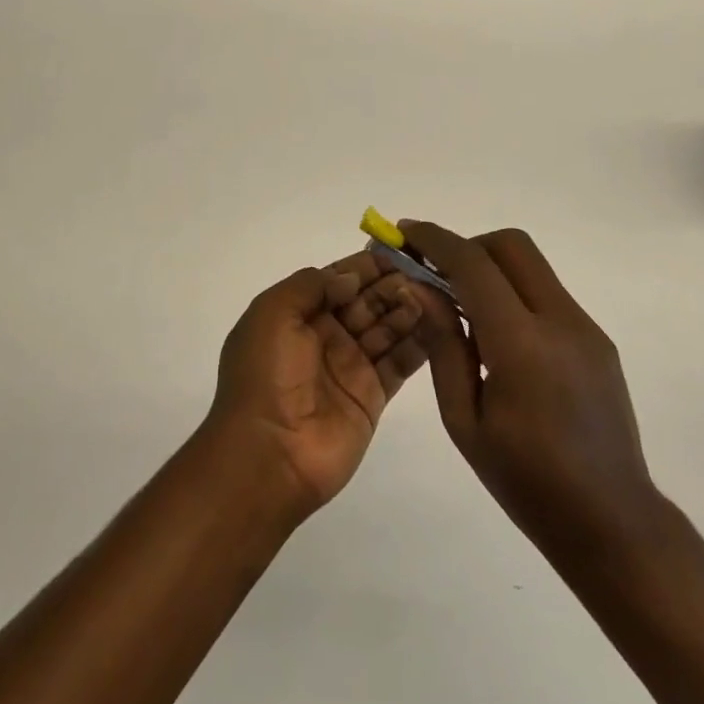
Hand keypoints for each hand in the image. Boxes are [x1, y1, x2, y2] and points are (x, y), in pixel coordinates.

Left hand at [205, 251, 426, 519]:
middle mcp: (326, 336)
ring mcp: (351, 366)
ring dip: (408, 308)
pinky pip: (400, 362)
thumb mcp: (272, 314)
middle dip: (392, 284)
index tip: (399, 249)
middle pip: (367, 301)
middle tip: (422, 272)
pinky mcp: (373, 396)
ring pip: (387, 328)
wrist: (268, 454)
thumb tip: (348, 277)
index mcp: (298, 314)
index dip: (366, 265)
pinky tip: (439, 323)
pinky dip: (419, 342)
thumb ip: (310, 285)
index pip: (338, 279)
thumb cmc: (265, 375)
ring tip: (430, 294)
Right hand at [394, 222, 661, 561]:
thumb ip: (443, 344)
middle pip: (511, 246)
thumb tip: (419, 287)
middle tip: (436, 276)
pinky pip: (547, 294)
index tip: (405, 233)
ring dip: (491, 269)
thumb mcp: (464, 421)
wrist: (612, 521)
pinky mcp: (597, 339)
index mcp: (522, 345)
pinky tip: (498, 340)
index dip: (435, 240)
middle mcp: (561, 322)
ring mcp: (585, 328)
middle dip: (467, 247)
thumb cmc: (526, 482)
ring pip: (531, 266)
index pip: (474, 265)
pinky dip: (513, 294)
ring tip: (462, 310)